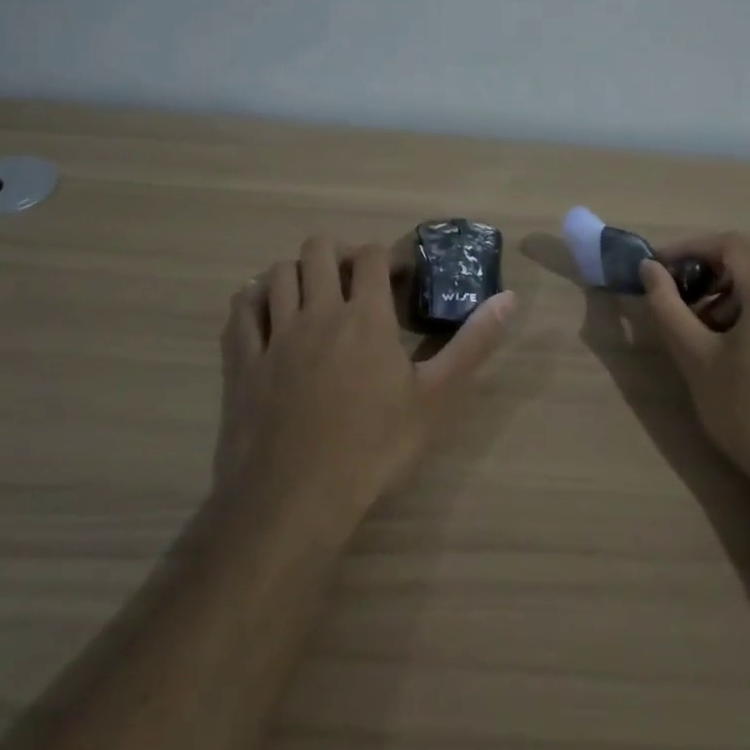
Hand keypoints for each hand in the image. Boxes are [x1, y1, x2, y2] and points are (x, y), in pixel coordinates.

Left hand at [220, 236, 515, 523]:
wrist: (297, 500)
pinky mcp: (242, 361)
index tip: (396, 278)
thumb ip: (473, 344)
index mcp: (365, 316)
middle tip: (352, 283)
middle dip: (338, 254)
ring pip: (278, 273)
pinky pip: (240, 311)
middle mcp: (317, 311)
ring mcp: (274, 334)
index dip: (385, 257)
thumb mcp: (437, 399)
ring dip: (296, 273)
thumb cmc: (374, 449)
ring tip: (311, 295)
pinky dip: (253, 300)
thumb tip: (509, 298)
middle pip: (318, 250)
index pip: (371, 256)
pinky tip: (265, 312)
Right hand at [639, 233, 749, 504]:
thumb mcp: (696, 359)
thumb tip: (650, 269)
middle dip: (705, 280)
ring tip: (699, 341)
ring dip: (725, 303)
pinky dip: (749, 321)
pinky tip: (732, 361)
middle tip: (674, 310)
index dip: (688, 248)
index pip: (730, 244)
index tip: (657, 270)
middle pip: (748, 267)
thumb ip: (668, 307)